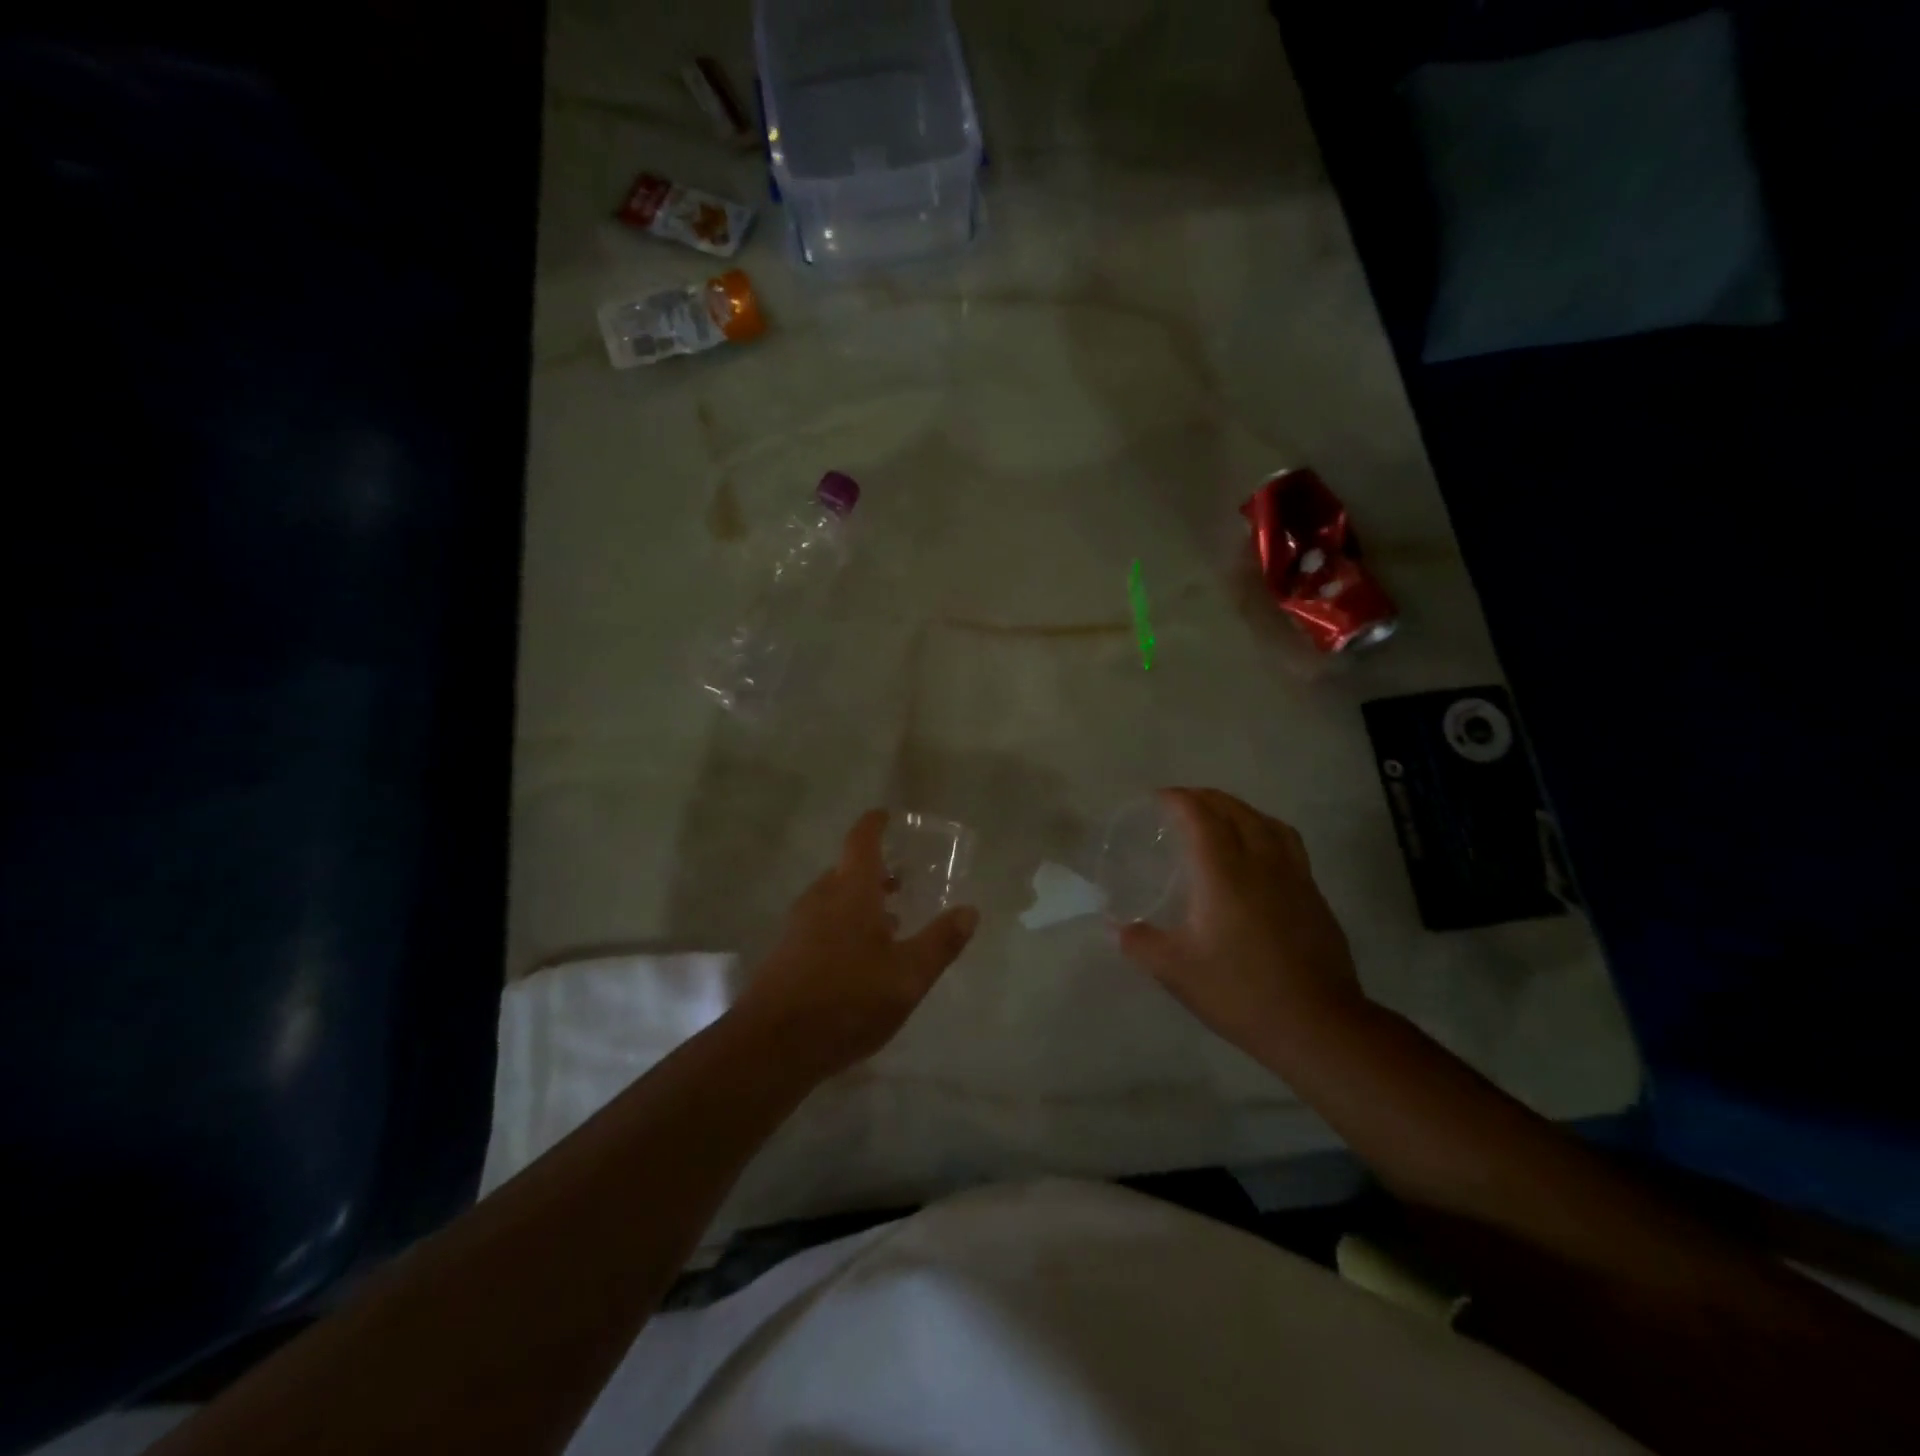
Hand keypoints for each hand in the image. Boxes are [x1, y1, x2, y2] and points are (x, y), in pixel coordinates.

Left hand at [733, 810, 979, 1077]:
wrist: (772, 1046)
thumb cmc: (848, 999)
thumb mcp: (908, 975)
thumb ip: (941, 942)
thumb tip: (970, 911)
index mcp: (850, 891)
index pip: (862, 841)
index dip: (875, 824)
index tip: (887, 815)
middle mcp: (821, 899)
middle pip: (847, 871)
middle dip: (876, 871)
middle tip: (905, 879)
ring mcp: (799, 926)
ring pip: (835, 900)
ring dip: (862, 902)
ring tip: (892, 921)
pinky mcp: (787, 954)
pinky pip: (822, 924)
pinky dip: (846, 925)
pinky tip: (862, 958)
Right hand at [1119, 788, 1366, 1063]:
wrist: (1317, 1024)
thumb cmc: (1240, 992)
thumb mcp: (1176, 972)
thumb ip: (1140, 944)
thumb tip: (1117, 929)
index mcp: (1224, 873)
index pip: (1200, 817)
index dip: (1179, 800)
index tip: (1159, 799)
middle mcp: (1261, 863)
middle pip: (1236, 811)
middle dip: (1207, 798)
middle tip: (1183, 803)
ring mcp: (1294, 877)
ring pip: (1268, 823)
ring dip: (1240, 810)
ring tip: (1222, 818)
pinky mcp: (1314, 896)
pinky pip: (1288, 844)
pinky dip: (1266, 832)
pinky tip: (1258, 856)